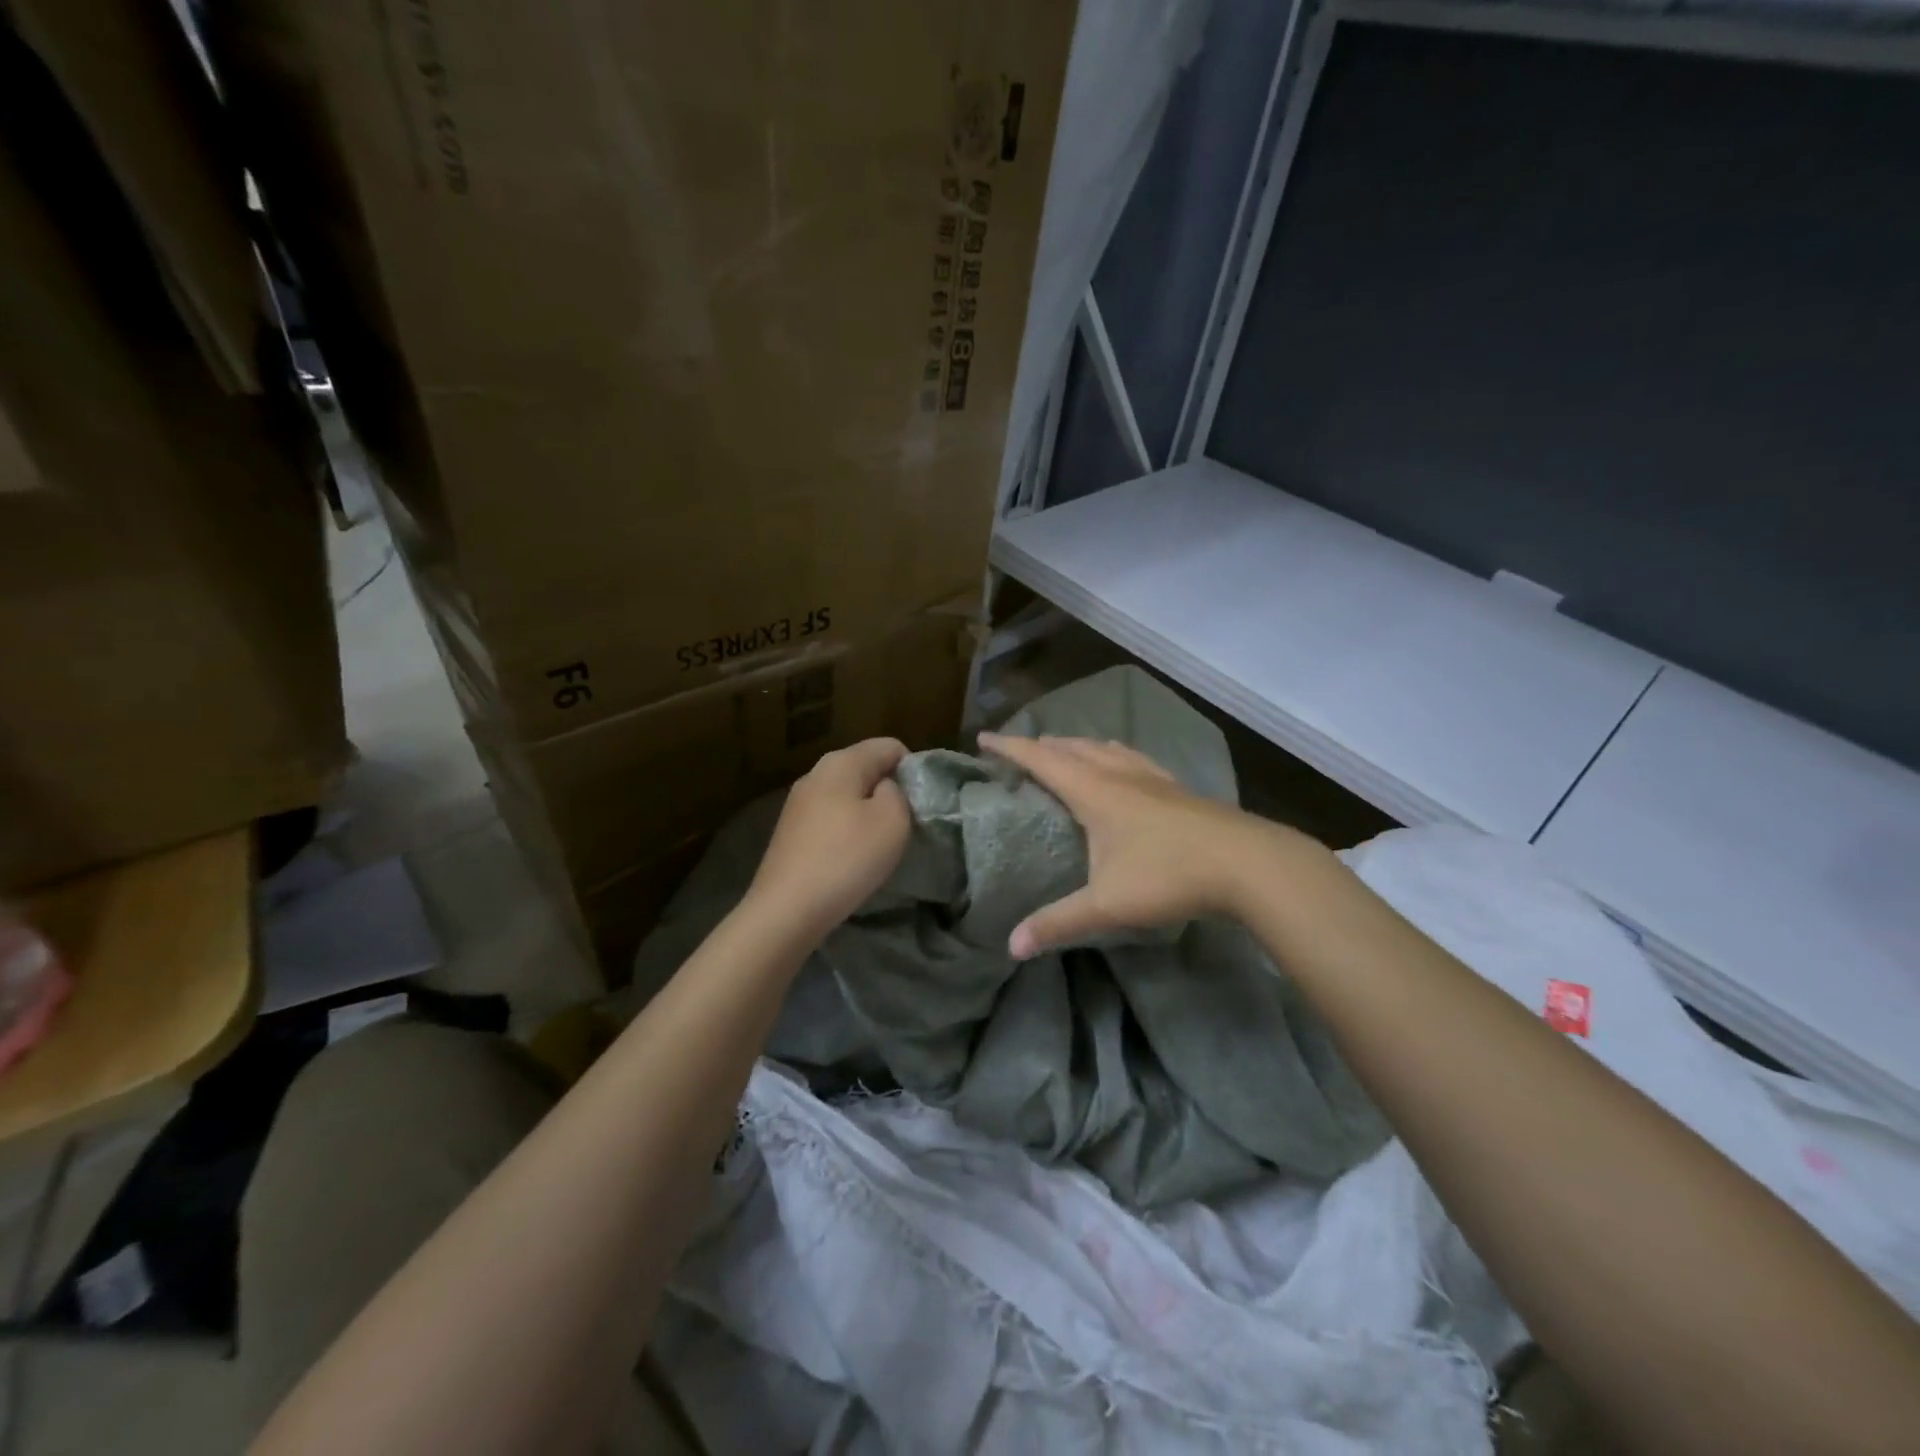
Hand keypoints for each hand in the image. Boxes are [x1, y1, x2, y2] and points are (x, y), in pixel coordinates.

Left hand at [747, 737, 911, 942]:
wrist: (787, 909)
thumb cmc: (847, 858)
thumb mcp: (893, 820)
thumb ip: (898, 792)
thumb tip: (886, 787)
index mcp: (842, 761)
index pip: (890, 746)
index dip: (912, 769)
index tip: (919, 803)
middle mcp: (816, 772)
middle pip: (866, 768)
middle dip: (889, 790)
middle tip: (903, 825)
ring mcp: (798, 801)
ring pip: (847, 794)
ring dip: (867, 813)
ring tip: (877, 844)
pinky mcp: (790, 830)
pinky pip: (830, 817)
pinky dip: (846, 831)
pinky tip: (849, 858)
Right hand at [978, 732, 1310, 957]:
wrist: (1247, 863)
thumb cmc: (1169, 875)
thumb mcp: (1106, 904)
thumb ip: (1057, 923)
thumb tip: (1011, 946)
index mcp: (1094, 790)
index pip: (1041, 759)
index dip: (1010, 747)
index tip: (983, 737)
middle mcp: (1119, 774)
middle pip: (1072, 748)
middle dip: (1041, 745)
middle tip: (1020, 750)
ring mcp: (1152, 778)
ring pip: (1105, 748)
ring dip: (1078, 746)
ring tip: (1065, 750)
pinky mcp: (1177, 788)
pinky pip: (1133, 758)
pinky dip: (1113, 754)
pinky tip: (1124, 765)